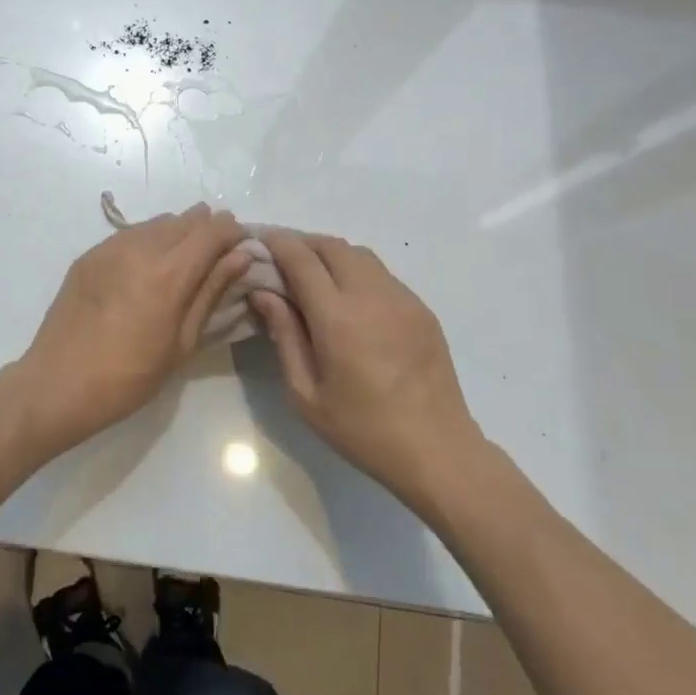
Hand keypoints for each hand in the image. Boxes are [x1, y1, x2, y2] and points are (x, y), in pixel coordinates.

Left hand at [8, 205, 251, 457]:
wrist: (59, 382)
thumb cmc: (130, 376)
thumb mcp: (182, 341)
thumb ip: (211, 291)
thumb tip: (240, 256)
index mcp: (169, 273)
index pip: (212, 231)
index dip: (234, 232)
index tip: (244, 244)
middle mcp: (141, 248)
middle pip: (186, 220)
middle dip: (209, 227)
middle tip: (221, 249)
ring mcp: (111, 247)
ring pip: (158, 222)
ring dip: (180, 229)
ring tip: (188, 253)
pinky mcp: (90, 254)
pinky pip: (131, 233)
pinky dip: (151, 237)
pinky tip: (152, 259)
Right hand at [249, 232, 485, 515]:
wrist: (437, 450)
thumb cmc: (362, 429)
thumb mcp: (305, 394)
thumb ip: (283, 335)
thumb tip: (263, 293)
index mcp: (337, 317)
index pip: (301, 258)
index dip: (277, 244)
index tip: (258, 243)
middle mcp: (371, 295)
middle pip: (331, 246)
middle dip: (302, 244)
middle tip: (282, 261)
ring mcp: (402, 298)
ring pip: (359, 255)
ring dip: (331, 255)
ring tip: (314, 277)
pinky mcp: (421, 309)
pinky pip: (382, 274)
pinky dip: (357, 272)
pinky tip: (350, 300)